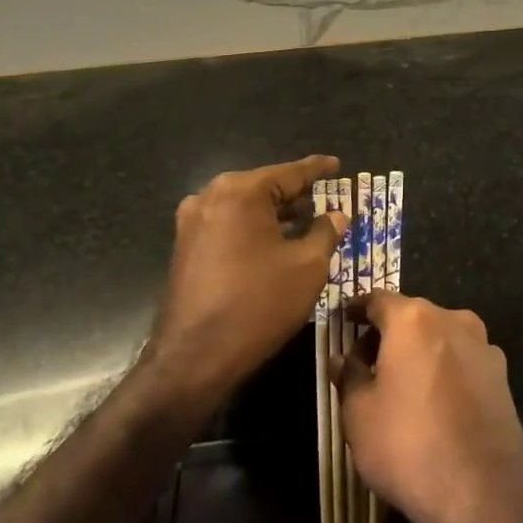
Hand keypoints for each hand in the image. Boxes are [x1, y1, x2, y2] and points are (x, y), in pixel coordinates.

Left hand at [151, 156, 348, 403]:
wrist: (195, 358)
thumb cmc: (259, 304)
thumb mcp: (308, 266)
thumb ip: (326, 232)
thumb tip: (336, 215)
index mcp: (240, 192)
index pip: (289, 173)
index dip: (317, 170)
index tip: (336, 164)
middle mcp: (210, 197)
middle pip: (264, 188)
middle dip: (296, 194)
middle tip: (326, 197)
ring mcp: (192, 222)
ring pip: (245, 208)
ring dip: (274, 214)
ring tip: (306, 220)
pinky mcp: (185, 247)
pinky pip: (228, 226)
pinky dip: (254, 229)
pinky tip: (276, 243)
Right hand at [335, 292, 522, 522]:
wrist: (483, 492)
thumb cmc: (409, 446)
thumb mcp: (359, 415)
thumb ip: (349, 377)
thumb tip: (341, 359)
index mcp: (413, 319)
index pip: (378, 299)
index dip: (358, 309)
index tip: (344, 320)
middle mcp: (452, 319)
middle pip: (412, 315)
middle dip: (387, 333)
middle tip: (366, 363)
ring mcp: (484, 346)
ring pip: (441, 336)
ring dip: (419, 351)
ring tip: (402, 386)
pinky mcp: (502, 375)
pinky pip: (463, 360)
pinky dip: (445, 369)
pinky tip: (436, 403)